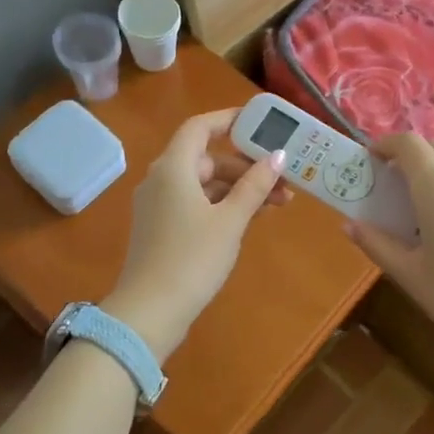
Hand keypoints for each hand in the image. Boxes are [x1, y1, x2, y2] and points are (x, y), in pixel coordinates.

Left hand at [104, 108, 289, 359]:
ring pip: (204, 184)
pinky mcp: (161, 229)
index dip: (229, 121)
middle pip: (207, 158)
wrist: (150, 312)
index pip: (200, 127)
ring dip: (239, 189)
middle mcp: (161, 180)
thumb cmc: (192, 259)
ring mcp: (158, 206)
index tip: (259, 124)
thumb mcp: (231, 220)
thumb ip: (255, 186)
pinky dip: (222, 205)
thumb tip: (278, 155)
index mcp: (173, 168)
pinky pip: (196, 203)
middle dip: (246, 166)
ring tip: (277, 204)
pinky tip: (249, 219)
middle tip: (282, 179)